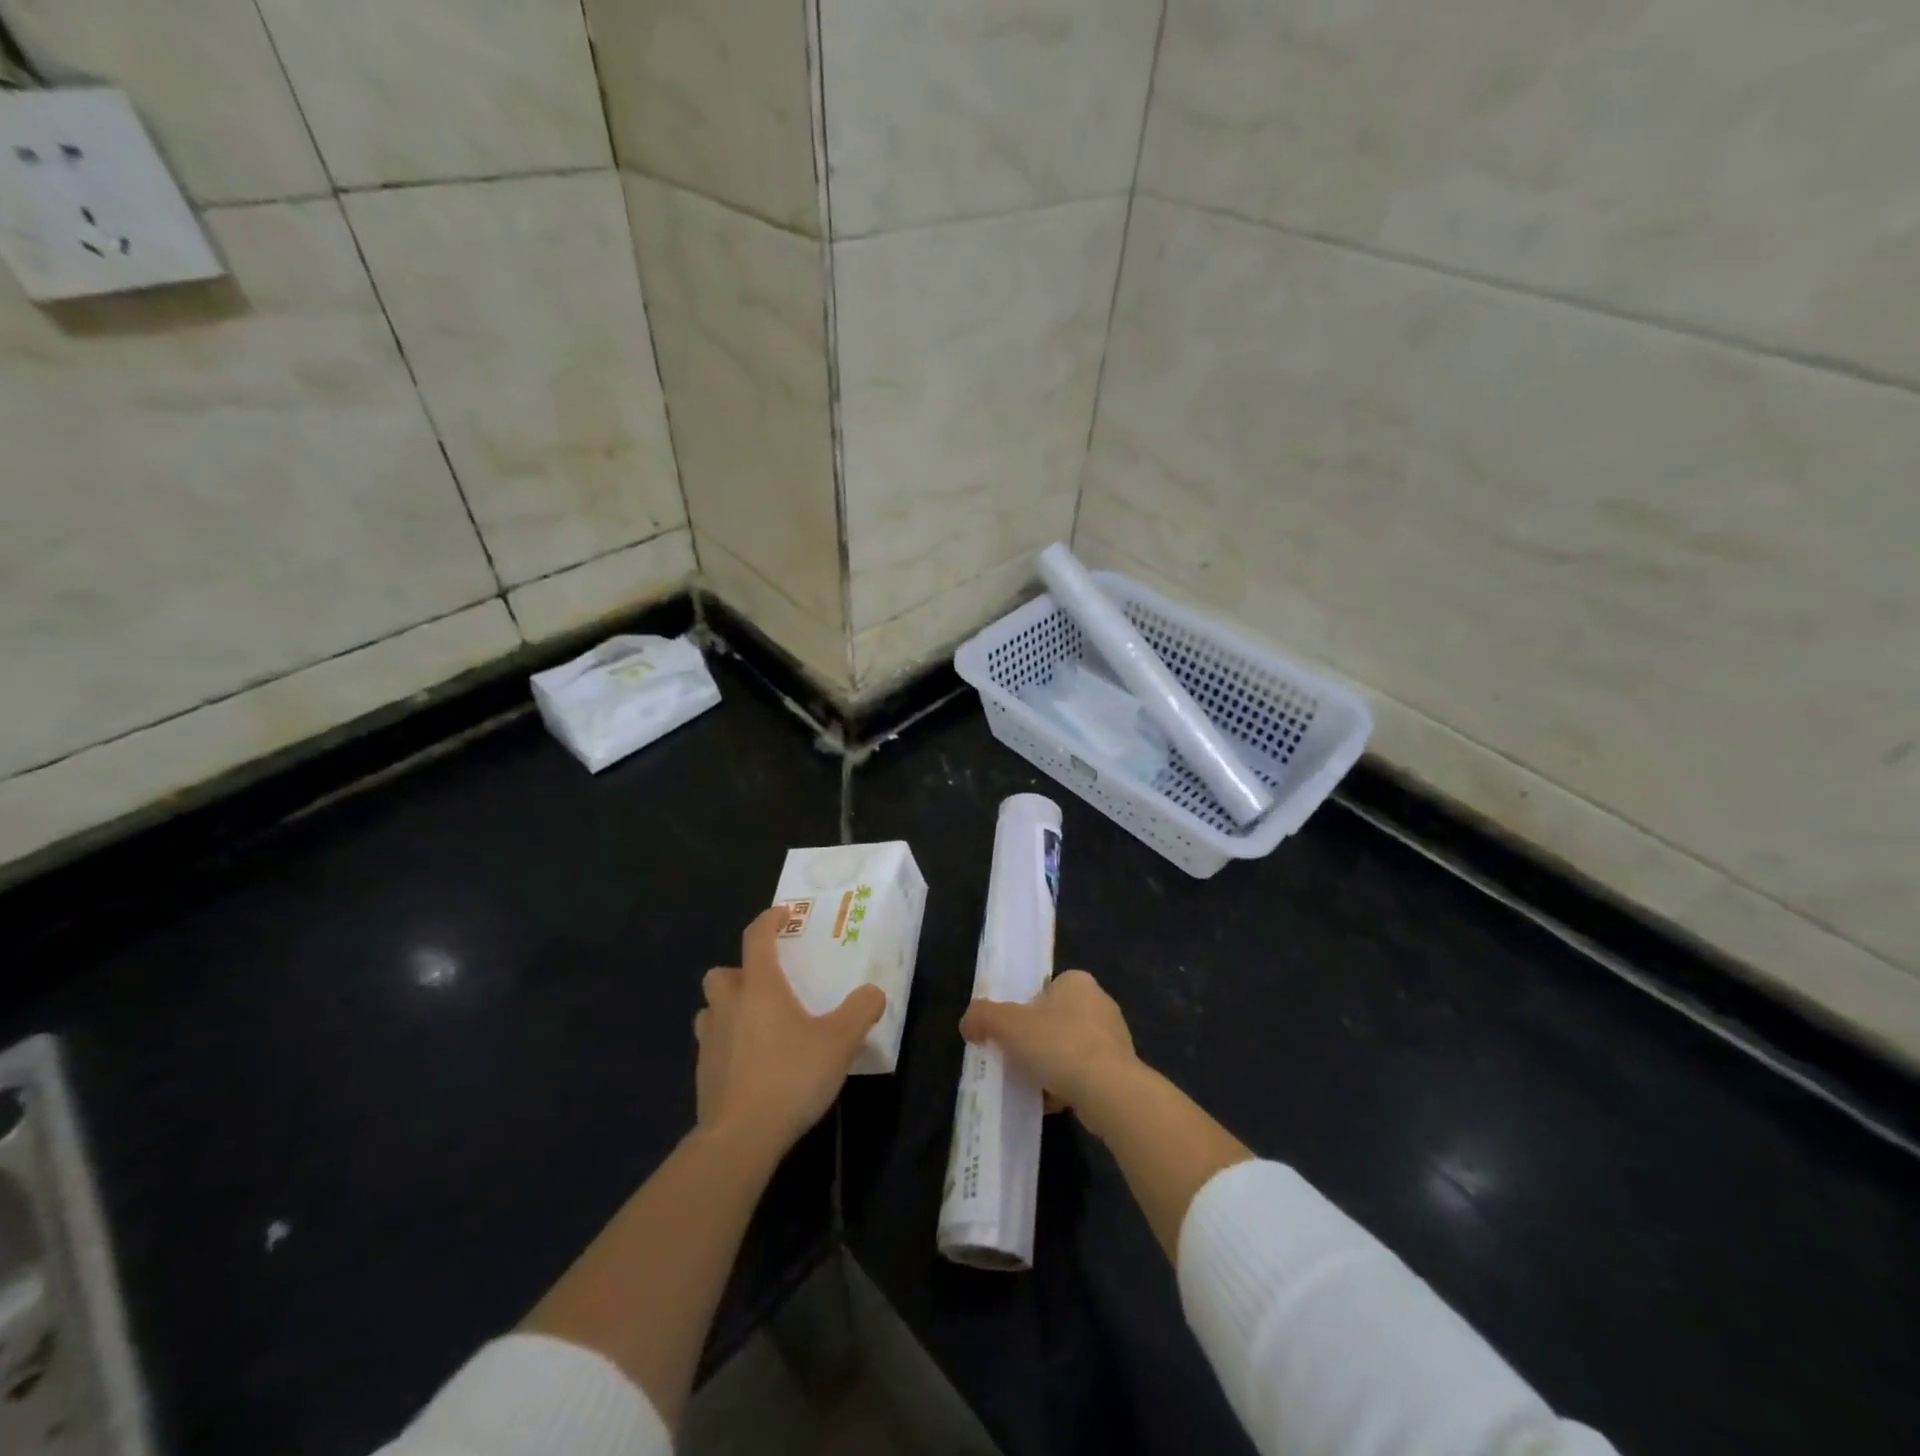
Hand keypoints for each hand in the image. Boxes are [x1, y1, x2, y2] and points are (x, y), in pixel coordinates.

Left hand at [694, 908, 885, 1157]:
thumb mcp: (840, 1041)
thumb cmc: (791, 1076)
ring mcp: (710, 1041)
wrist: (741, 1137)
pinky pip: (712, 1045)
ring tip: (757, 1024)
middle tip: (767, 985)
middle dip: (740, 972)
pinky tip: (751, 1063)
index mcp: (760, 987)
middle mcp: (729, 1006)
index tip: (783, 914)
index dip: (769, 920)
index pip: (757, 938)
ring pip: (711, 1009)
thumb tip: (874, 992)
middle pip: (722, 973)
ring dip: (729, 1009)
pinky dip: (727, 1044)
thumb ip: (861, 1011)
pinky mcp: (702, 1074)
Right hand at [959, 970, 1138, 1125]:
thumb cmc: (1058, 1045)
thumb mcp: (1008, 1025)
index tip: (1011, 1031)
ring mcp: (1114, 1038)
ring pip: (1070, 1049)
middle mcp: (1100, 1003)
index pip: (1046, 988)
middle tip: (1016, 1058)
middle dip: (1037, 1040)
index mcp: (1077, 982)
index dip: (1025, 1008)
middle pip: (1056, 1019)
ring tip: (1030, 1083)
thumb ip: (983, 1016)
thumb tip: (968, 1023)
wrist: (1108, 1092)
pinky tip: (1050, 1101)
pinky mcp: (1121, 1070)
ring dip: (1052, 1065)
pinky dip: (1067, 1086)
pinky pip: (1085, 1074)